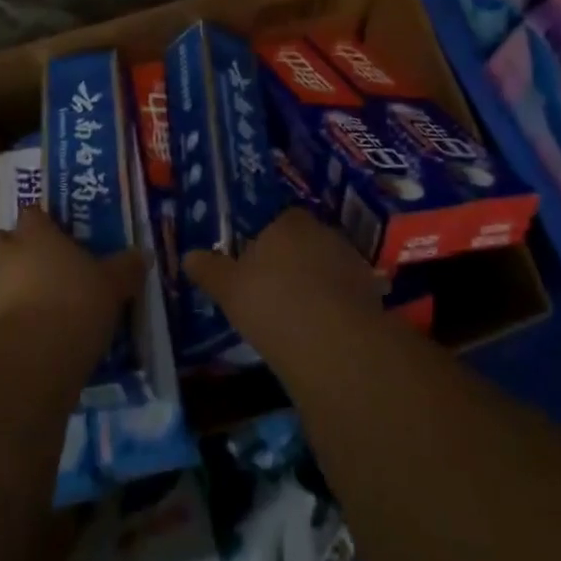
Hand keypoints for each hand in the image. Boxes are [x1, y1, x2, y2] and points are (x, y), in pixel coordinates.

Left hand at [0, 207, 142, 334]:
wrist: (36, 355)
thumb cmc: (78, 301)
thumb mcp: (113, 284)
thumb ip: (125, 268)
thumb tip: (144, 255)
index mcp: (36, 235)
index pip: (31, 214)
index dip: (41, 222)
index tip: (55, 233)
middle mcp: (6, 255)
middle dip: (6, 249)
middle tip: (32, 263)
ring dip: (2, 286)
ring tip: (30, 303)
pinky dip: (5, 321)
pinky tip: (28, 334)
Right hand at [182, 207, 380, 352]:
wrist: (332, 342)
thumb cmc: (271, 303)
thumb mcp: (228, 288)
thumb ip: (209, 269)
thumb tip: (188, 256)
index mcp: (289, 223)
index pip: (279, 218)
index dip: (266, 238)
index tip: (254, 261)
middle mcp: (325, 233)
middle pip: (306, 240)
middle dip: (293, 259)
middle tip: (273, 287)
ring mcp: (353, 262)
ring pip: (328, 266)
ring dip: (317, 282)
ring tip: (298, 312)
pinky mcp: (372, 294)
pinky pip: (347, 294)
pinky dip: (336, 306)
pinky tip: (322, 329)